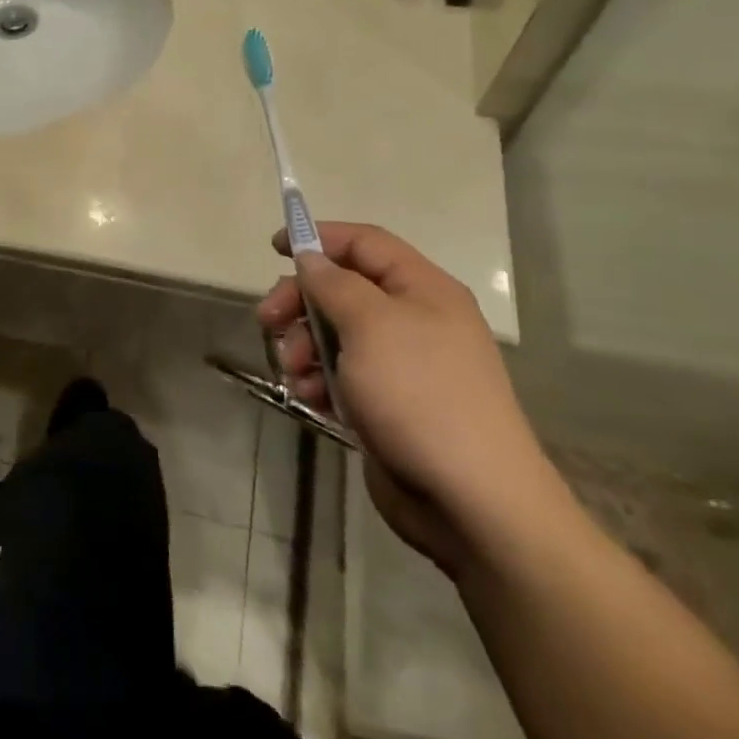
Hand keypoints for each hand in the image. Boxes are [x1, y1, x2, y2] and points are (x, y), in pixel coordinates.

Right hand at [257, 223, 564, 575]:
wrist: (471, 500)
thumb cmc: (420, 394)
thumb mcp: (370, 325)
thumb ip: (333, 283)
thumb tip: (310, 258)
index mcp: (422, 289)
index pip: (365, 243)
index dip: (319, 238)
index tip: (274, 249)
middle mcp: (414, 320)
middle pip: (342, 288)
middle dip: (300, 302)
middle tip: (268, 321)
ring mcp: (401, 364)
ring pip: (335, 333)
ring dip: (303, 345)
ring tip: (293, 372)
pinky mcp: (387, 403)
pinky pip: (341, 374)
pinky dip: (319, 380)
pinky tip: (311, 398)